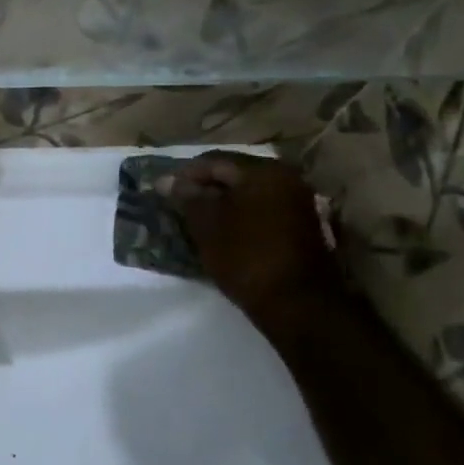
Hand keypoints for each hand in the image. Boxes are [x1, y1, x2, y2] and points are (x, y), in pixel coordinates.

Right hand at [162, 152, 343, 328]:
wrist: (297, 303)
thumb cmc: (246, 256)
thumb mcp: (207, 224)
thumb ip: (187, 197)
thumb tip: (167, 180)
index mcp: (262, 171)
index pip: (214, 161)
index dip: (184, 174)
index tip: (162, 191)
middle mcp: (285, 178)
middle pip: (234, 174)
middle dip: (204, 187)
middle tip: (177, 204)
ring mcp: (297, 201)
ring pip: (247, 193)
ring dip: (221, 202)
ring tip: (196, 218)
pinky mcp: (300, 225)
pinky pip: (261, 208)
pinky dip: (239, 215)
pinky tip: (221, 230)